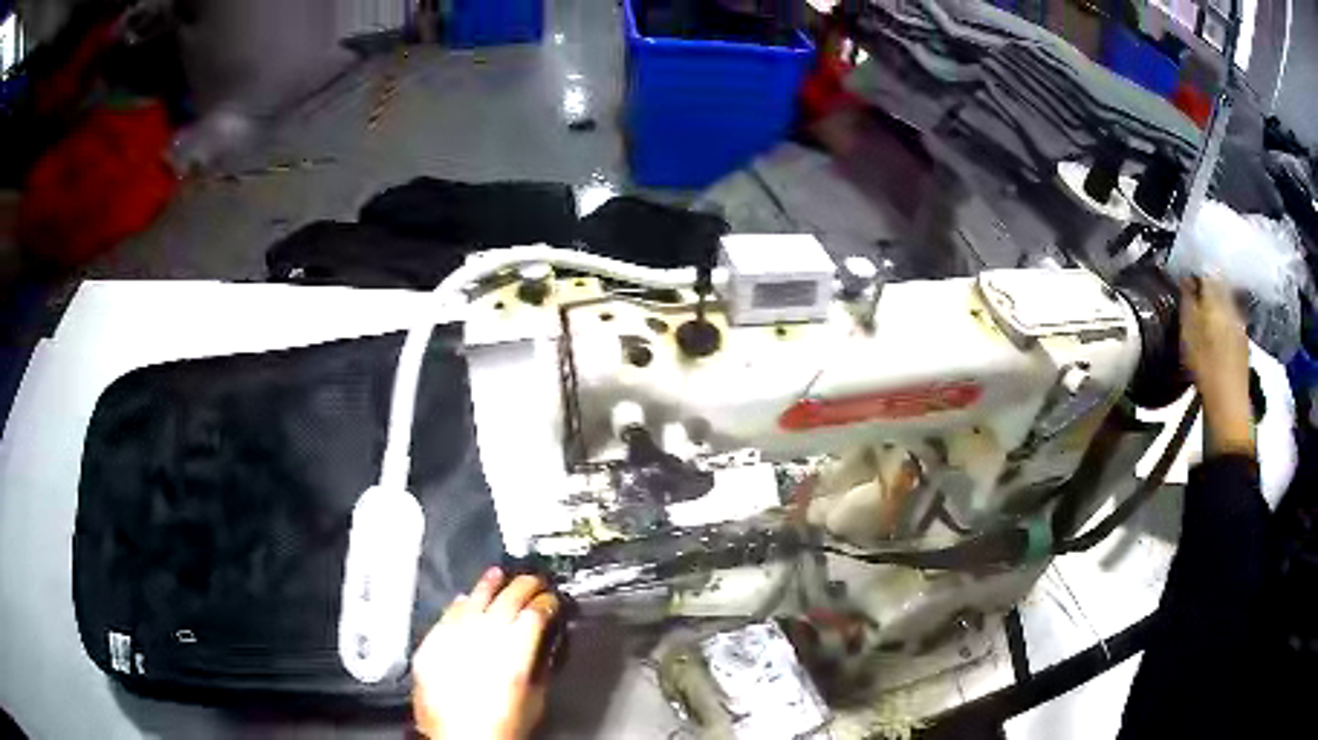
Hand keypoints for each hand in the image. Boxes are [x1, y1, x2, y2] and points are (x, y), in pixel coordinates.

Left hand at [412, 568, 559, 739]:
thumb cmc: (500, 729)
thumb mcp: (534, 700)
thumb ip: (538, 667)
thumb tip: (541, 645)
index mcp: (513, 654)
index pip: (534, 614)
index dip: (547, 603)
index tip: (552, 602)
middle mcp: (483, 641)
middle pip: (507, 600)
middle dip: (525, 587)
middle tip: (535, 581)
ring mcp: (454, 640)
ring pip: (474, 600)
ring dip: (489, 585)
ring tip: (498, 575)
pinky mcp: (432, 646)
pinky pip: (447, 616)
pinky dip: (459, 605)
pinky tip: (465, 599)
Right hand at [1179, 277, 1254, 457]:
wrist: (1228, 405)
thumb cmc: (1204, 367)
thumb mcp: (1188, 333)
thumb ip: (1187, 302)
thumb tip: (1186, 278)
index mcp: (1217, 297)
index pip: (1206, 272)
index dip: (1196, 272)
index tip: (1185, 279)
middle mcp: (1231, 304)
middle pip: (1219, 285)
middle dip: (1208, 287)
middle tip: (1194, 296)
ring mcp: (1241, 324)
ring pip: (1227, 303)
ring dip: (1217, 305)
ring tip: (1205, 316)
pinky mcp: (1244, 342)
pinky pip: (1232, 320)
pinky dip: (1224, 321)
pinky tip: (1216, 335)